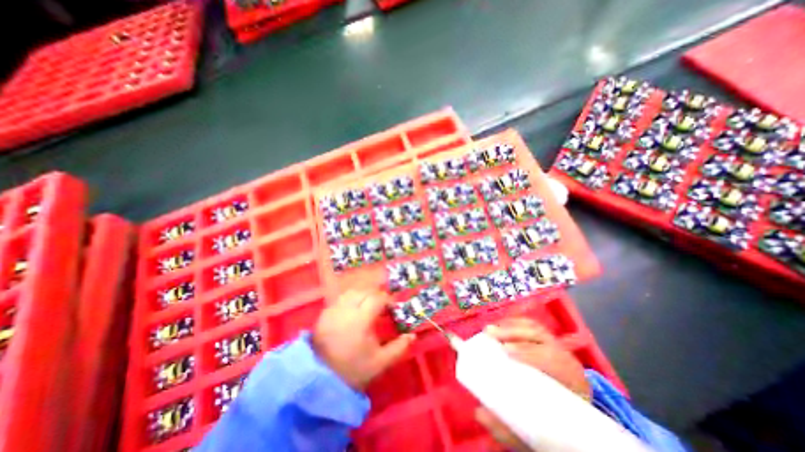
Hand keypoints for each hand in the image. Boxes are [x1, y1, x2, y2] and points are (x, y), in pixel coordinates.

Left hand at [310, 292, 414, 389]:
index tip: (392, 308)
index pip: (377, 298)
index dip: (387, 300)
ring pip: (352, 292)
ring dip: (363, 295)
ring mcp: (333, 310)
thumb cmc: (354, 370)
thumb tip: (412, 335)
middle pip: (365, 291)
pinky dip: (351, 298)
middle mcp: (346, 310)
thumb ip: (399, 348)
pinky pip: (341, 298)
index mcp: (361, 320)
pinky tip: (354, 308)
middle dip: (376, 295)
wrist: (321, 379)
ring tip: (369, 305)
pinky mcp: (324, 313)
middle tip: (382, 307)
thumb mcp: (380, 362)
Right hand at [474, 318, 588, 451]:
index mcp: (572, 383)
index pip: (553, 359)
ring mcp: (557, 348)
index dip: (529, 351)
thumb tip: (479, 413)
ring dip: (510, 326)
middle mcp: (567, 360)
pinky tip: (499, 325)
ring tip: (490, 329)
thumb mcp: (536, 435)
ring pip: (536, 328)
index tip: (506, 351)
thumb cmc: (555, 428)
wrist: (575, 425)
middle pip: (541, 336)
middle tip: (490, 333)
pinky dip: (513, 323)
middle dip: (513, 332)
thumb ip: (509, 428)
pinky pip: (530, 326)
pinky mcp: (547, 342)